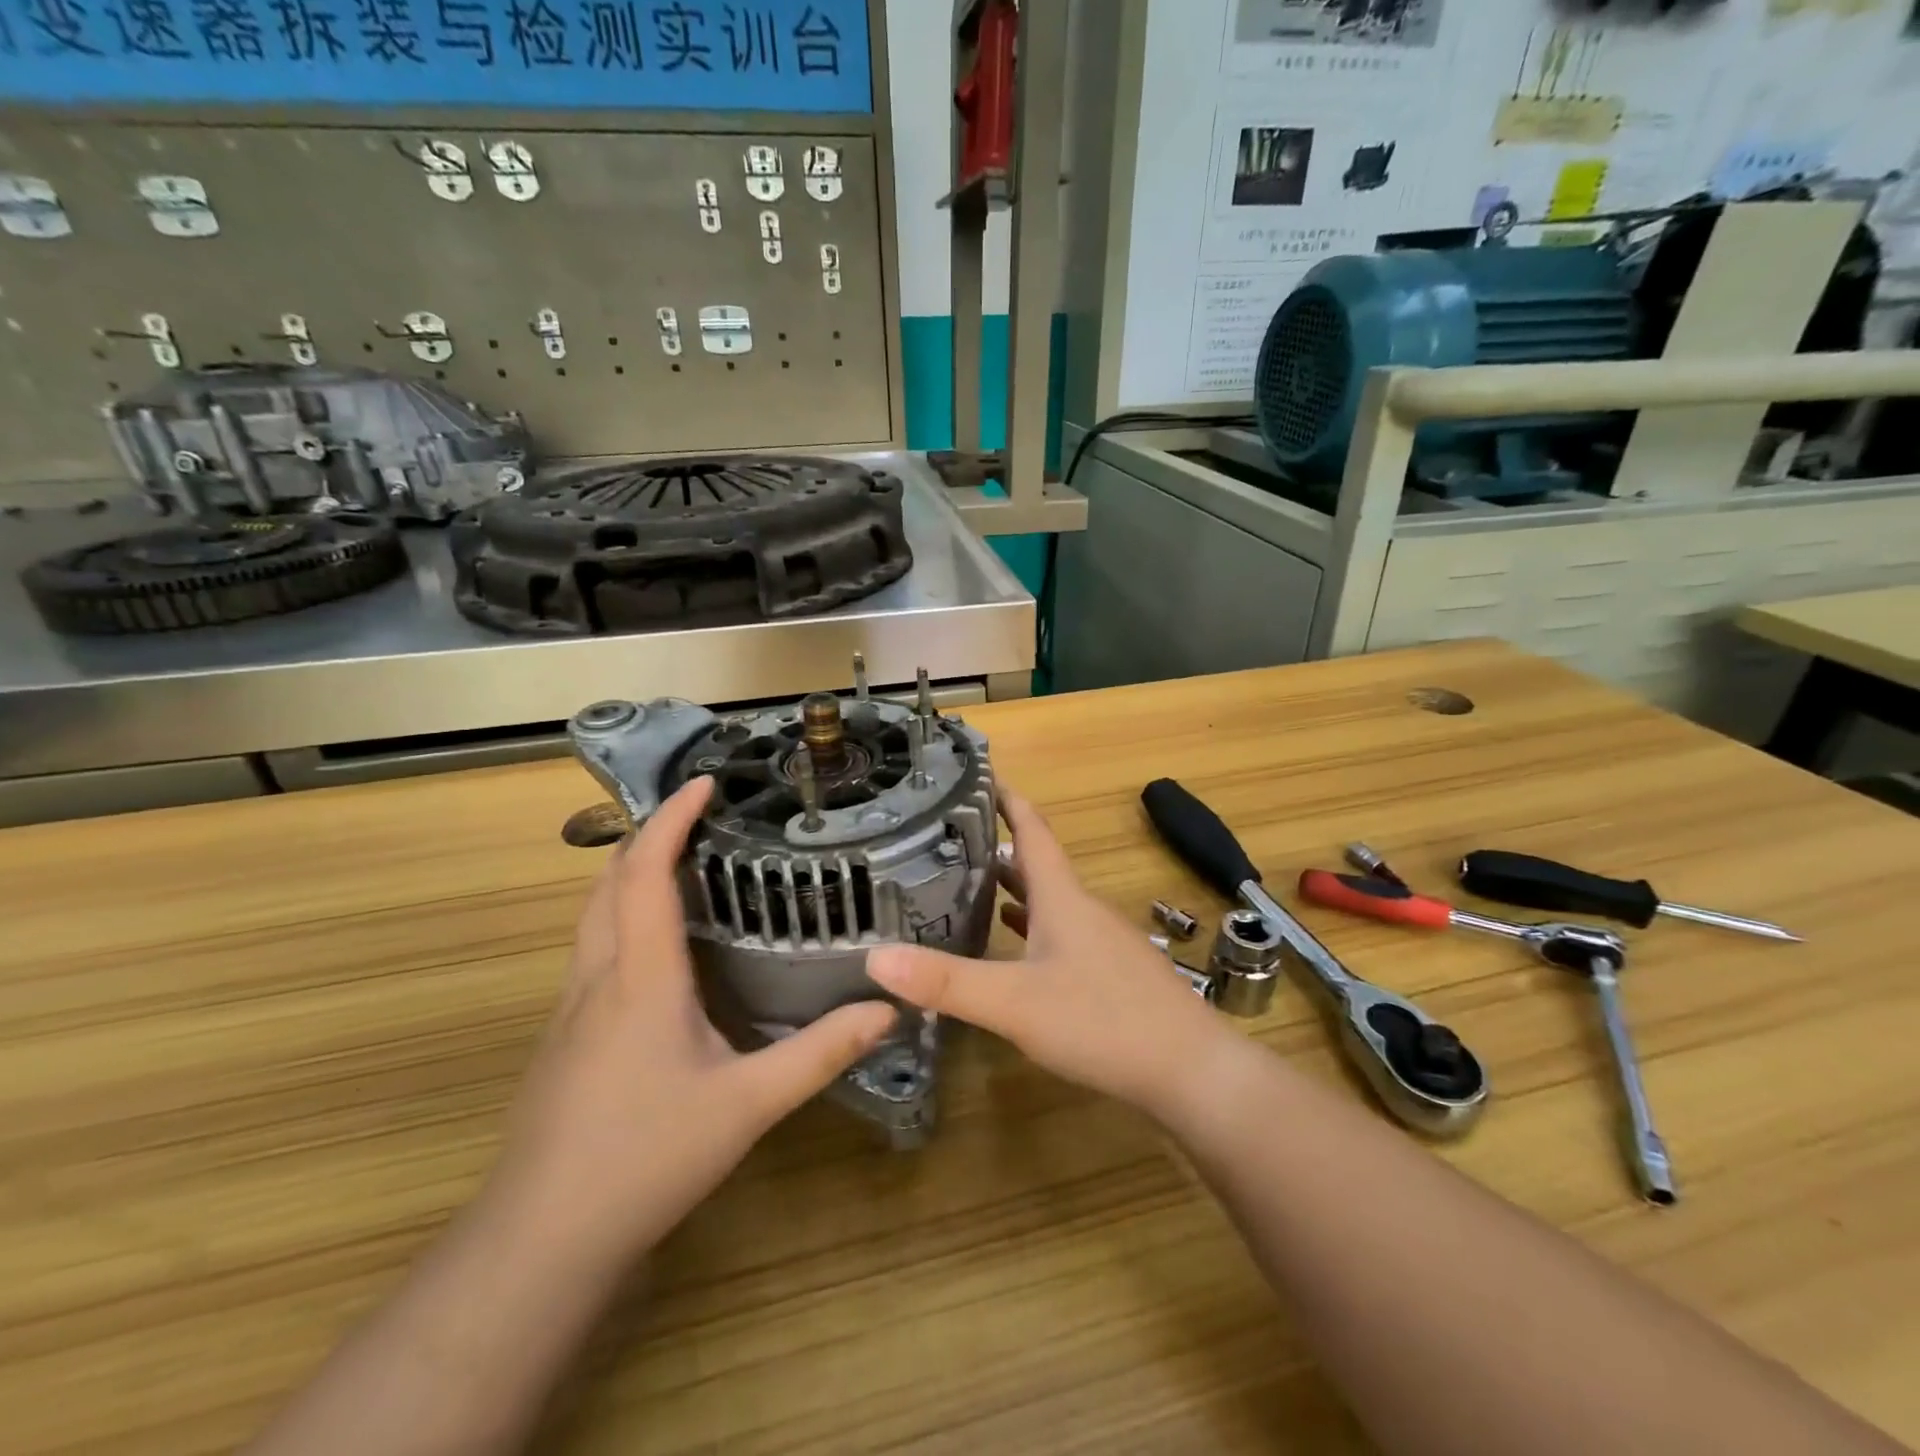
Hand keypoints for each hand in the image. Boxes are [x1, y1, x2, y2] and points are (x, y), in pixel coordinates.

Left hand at [488, 776, 896, 1266]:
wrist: (540, 1240)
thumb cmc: (645, 1158)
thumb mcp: (747, 1105)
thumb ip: (820, 1054)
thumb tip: (887, 1009)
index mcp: (640, 978)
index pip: (646, 873)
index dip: (670, 819)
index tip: (704, 782)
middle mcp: (598, 978)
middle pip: (608, 882)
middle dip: (646, 835)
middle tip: (696, 815)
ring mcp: (570, 1009)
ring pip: (592, 915)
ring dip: (628, 873)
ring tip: (679, 862)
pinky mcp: (563, 1038)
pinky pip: (591, 949)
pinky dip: (620, 915)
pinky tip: (654, 946)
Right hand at [866, 790, 1232, 1121]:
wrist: (1190, 1070)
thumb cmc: (1102, 1021)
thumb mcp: (1014, 1002)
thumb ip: (946, 982)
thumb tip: (875, 958)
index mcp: (1062, 897)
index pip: (1032, 830)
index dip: (1008, 800)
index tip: (980, 776)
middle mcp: (1082, 909)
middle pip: (1037, 863)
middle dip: (997, 844)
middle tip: (951, 836)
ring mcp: (1101, 942)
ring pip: (1049, 899)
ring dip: (1014, 886)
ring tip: (971, 882)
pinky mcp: (1110, 974)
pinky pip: (1060, 933)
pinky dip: (1032, 926)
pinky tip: (1015, 945)